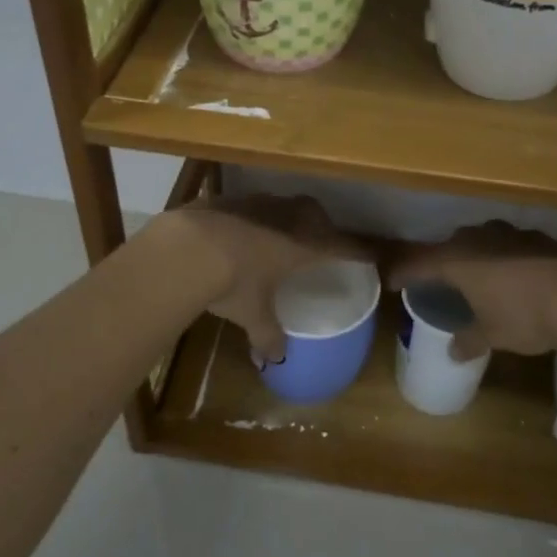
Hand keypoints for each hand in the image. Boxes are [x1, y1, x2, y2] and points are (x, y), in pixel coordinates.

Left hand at [155, 194, 372, 363]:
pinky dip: (251, 218)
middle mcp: (286, 217)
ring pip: (283, 206)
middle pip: (316, 215)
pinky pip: (250, 206)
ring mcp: (256, 203)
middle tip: (317, 244)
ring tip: (276, 238)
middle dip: (321, 228)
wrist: (185, 247)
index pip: (343, 246)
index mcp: (304, 244)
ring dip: (285, 219)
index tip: (372, 255)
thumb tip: (275, 358)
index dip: (360, 252)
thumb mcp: (252, 314)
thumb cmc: (232, 281)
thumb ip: (268, 335)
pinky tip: (237, 234)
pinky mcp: (227, 198)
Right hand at [386, 222, 556, 360]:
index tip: (391, 280)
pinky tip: (516, 274)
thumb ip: (469, 340)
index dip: (404, 273)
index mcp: (457, 260)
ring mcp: (511, 234)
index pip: (419, 264)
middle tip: (439, 279)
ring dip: (477, 255)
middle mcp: (478, 239)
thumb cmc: (524, 315)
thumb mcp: (492, 334)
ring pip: (483, 240)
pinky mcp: (539, 237)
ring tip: (478, 274)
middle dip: (443, 261)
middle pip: (451, 246)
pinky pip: (511, 245)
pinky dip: (506, 258)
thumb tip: (454, 352)